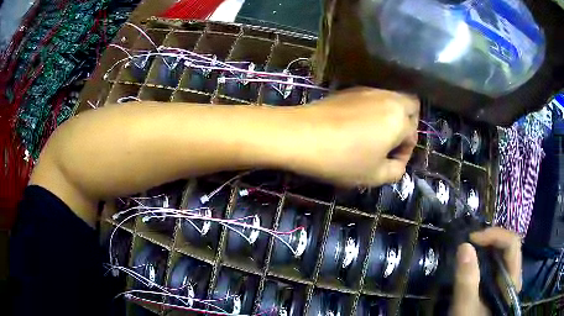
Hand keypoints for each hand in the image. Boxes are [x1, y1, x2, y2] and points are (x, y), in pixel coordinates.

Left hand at [290, 87, 418, 186]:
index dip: (404, 153)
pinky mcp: (350, 90)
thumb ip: (395, 171)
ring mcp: (368, 90)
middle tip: (390, 144)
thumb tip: (398, 163)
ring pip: (392, 100)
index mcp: (399, 119)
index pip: (413, 135)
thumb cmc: (341, 159)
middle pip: (410, 107)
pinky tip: (358, 125)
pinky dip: (375, 110)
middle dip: (407, 126)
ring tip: (375, 136)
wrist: (300, 135)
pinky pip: (373, 98)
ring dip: (391, 116)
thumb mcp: (373, 176)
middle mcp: (388, 98)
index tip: (390, 164)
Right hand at [451, 228, 521, 315]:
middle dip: (490, 238)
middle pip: (509, 245)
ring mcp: (507, 280)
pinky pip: (496, 262)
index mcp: (512, 280)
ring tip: (470, 248)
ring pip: (503, 252)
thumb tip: (464, 246)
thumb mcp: (466, 309)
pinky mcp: (499, 284)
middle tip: (469, 242)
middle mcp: (513, 276)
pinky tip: (473, 261)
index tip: (472, 239)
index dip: (495, 235)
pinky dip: (485, 256)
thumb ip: (467, 282)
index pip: (512, 244)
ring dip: (487, 246)